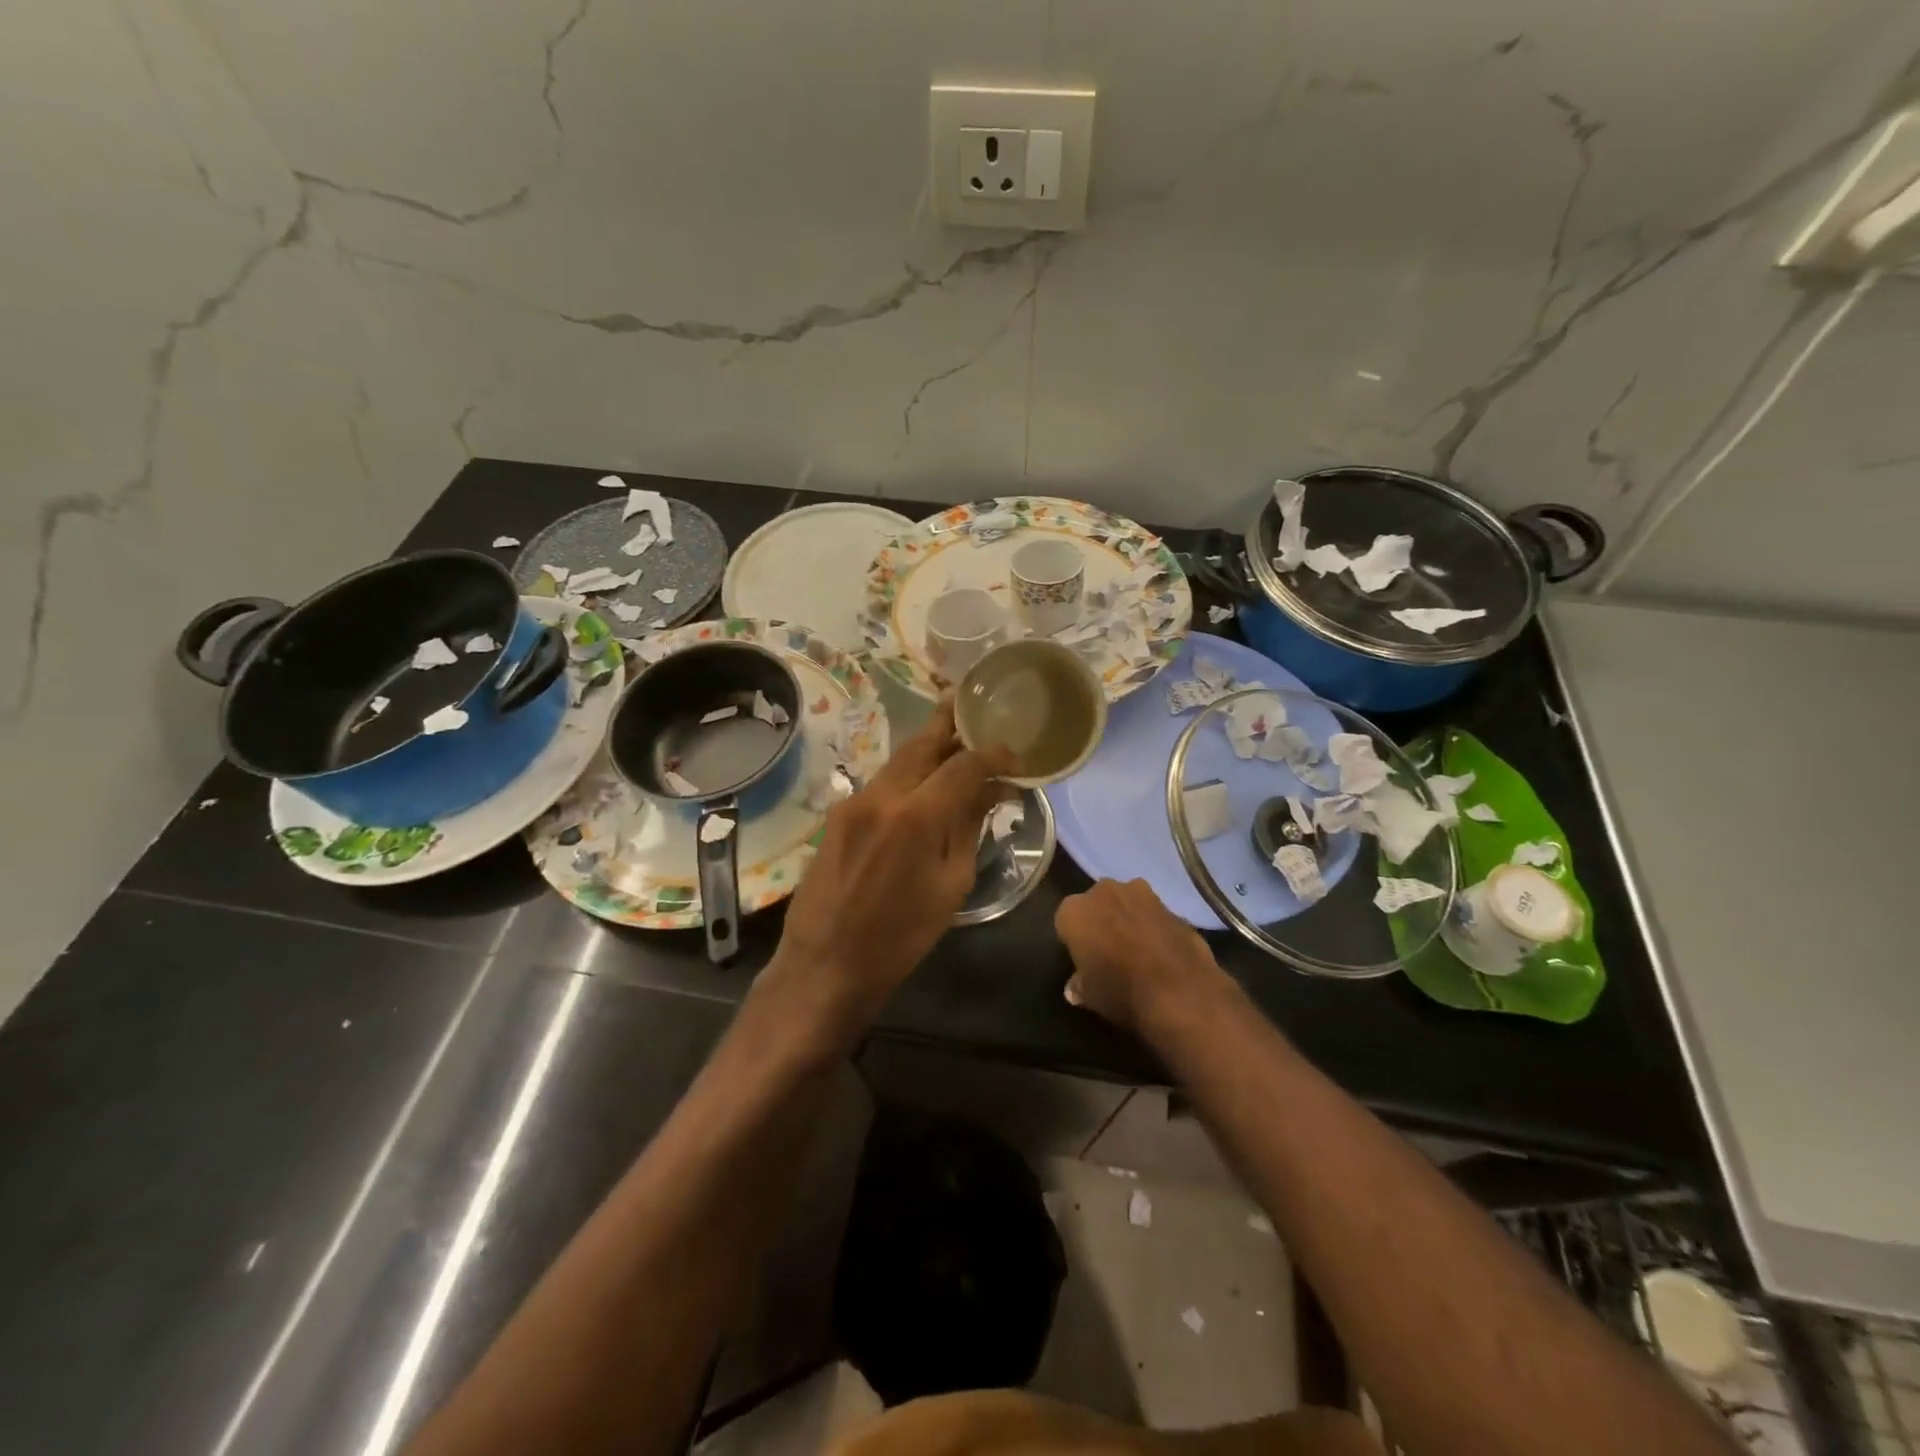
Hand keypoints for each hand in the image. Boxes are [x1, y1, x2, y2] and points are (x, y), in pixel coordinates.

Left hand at [765, 700, 1011, 1049]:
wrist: (825, 964)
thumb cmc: (900, 937)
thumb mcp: (951, 886)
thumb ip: (969, 828)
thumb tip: (991, 791)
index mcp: (917, 816)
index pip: (964, 763)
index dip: (994, 755)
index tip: (1015, 760)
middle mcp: (883, 794)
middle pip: (923, 741)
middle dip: (952, 724)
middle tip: (976, 712)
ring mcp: (854, 800)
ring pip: (900, 758)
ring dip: (929, 747)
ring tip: (957, 744)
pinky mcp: (838, 813)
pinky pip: (882, 781)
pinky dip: (908, 773)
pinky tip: (924, 783)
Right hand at [1055, 878, 1228, 1034]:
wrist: (1180, 993)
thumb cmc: (1121, 991)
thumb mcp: (1090, 996)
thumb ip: (1080, 985)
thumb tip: (1075, 988)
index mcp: (1075, 910)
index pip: (1065, 920)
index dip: (1074, 940)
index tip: (1083, 959)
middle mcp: (1105, 892)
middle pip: (1097, 904)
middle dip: (1101, 921)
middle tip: (1108, 952)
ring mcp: (1143, 894)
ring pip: (1128, 903)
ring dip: (1130, 919)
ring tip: (1138, 952)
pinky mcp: (1174, 907)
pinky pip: (1156, 916)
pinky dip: (1156, 929)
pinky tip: (1163, 954)